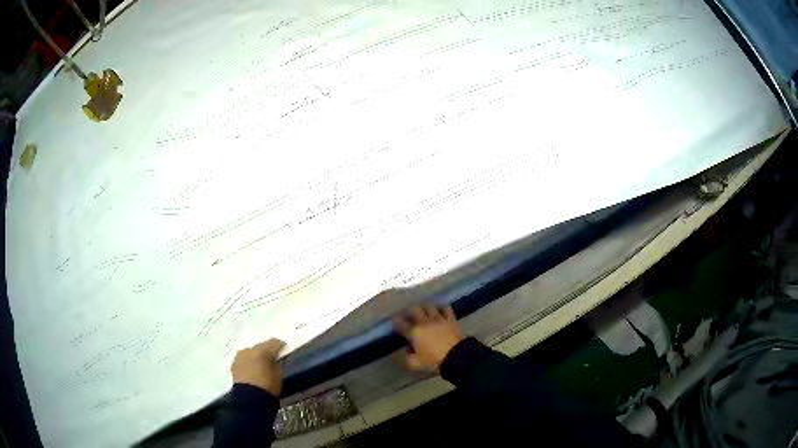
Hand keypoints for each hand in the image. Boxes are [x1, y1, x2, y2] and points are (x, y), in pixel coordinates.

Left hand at [231, 338, 285, 396]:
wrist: (250, 400)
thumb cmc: (268, 387)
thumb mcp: (279, 375)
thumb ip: (277, 363)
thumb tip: (276, 359)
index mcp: (262, 351)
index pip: (274, 342)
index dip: (281, 346)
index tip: (285, 350)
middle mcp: (248, 350)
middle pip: (260, 346)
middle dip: (266, 351)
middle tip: (273, 359)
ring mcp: (239, 357)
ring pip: (250, 353)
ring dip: (256, 357)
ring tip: (261, 365)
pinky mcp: (234, 365)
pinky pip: (243, 360)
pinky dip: (248, 363)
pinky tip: (252, 370)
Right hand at [394, 305, 462, 371]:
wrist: (455, 356)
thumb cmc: (433, 360)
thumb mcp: (416, 364)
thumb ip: (407, 358)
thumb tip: (405, 352)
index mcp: (414, 332)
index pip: (401, 323)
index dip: (396, 321)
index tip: (395, 321)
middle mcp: (424, 322)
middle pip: (414, 309)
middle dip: (409, 310)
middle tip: (408, 314)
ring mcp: (438, 318)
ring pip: (428, 306)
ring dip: (424, 307)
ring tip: (422, 310)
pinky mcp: (450, 319)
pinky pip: (445, 308)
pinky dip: (441, 307)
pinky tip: (439, 309)